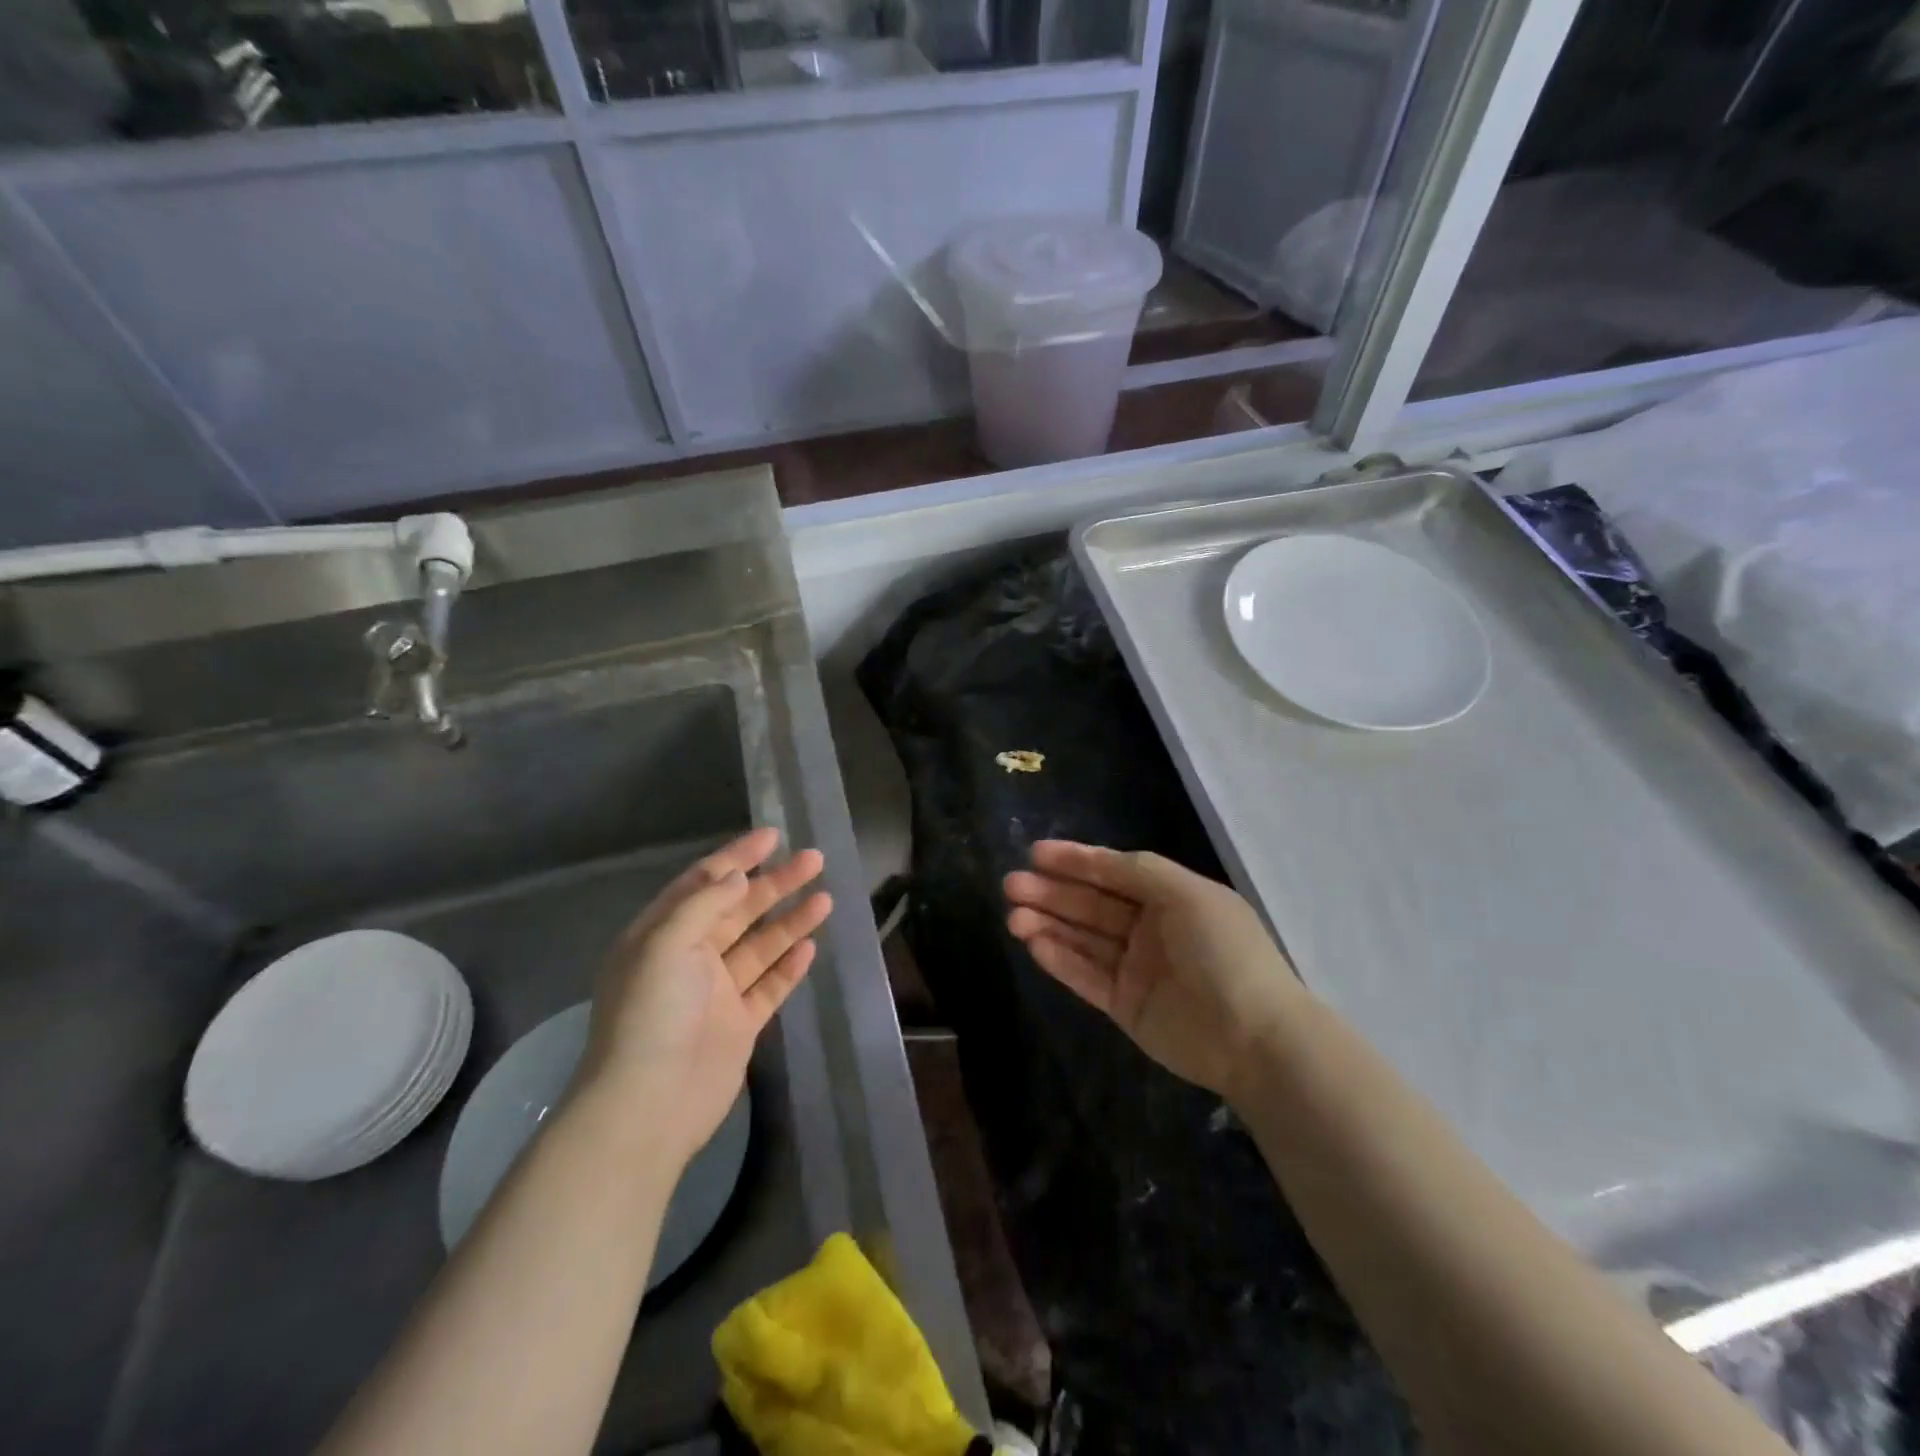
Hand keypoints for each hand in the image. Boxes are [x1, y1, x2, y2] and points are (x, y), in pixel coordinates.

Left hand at [577, 828, 830, 1167]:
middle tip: (814, 859)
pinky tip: (810, 945)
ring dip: (790, 920)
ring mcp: (715, 993)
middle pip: (739, 910)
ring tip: (825, 896)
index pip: (704, 883)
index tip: (773, 835)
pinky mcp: (738, 1024)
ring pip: (760, 945)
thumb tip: (736, 875)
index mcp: (662, 935)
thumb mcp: (665, 945)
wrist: (650, 1105)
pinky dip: (788, 965)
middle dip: (775, 883)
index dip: (738, 857)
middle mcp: (688, 958)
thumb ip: (703, 904)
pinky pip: (768, 985)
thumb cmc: (651, 1015)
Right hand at [1004, 841, 1303, 1097]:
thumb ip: (1140, 872)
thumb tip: (1099, 861)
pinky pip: (1085, 976)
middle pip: (1091, 904)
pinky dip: (1059, 959)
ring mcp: (1137, 968)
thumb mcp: (1188, 895)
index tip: (1035, 852)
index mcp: (1171, 898)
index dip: (1076, 860)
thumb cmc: (1223, 952)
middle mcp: (1151, 929)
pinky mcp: (1124, 1005)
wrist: (1254, 1038)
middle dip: (1052, 892)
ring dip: (1048, 924)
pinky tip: (1032, 943)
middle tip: (1011, 885)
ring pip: (1083, 939)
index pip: (1114, 872)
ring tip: (1013, 916)